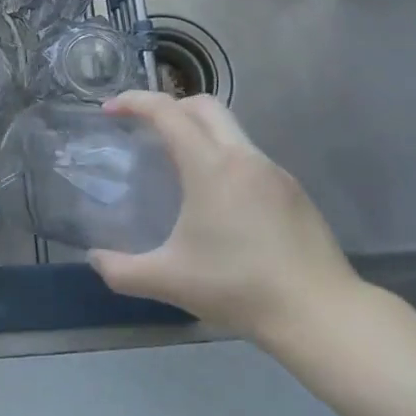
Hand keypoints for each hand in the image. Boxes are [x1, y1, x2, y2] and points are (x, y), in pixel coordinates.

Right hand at [87, 91, 364, 347]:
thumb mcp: (169, 281)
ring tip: (179, 168)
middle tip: (145, 128)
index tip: (111, 109)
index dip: (135, 101)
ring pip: (231, 130)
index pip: (167, 112)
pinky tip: (219, 201)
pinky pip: (250, 157)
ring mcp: (274, 172)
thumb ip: (122, 271)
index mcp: (211, 166)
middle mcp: (244, 157)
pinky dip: (224, 159)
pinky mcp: (294, 192)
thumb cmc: (239, 288)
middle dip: (170, 106)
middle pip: (204, 106)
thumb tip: (94, 259)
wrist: (321, 313)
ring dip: (199, 133)